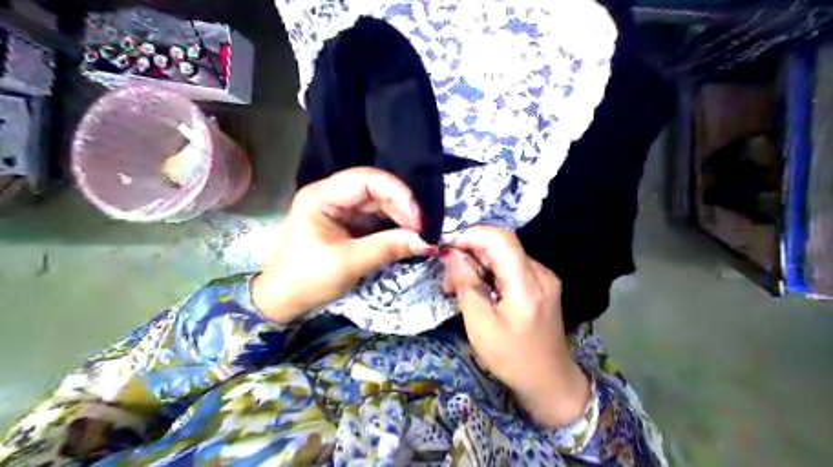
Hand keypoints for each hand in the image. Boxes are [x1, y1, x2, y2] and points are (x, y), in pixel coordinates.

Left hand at [252, 167, 435, 324]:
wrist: (285, 299)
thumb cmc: (308, 279)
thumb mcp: (349, 263)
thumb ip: (387, 248)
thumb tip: (425, 242)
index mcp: (321, 196)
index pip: (365, 179)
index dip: (396, 193)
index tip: (417, 218)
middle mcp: (331, 195)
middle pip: (374, 189)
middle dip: (401, 206)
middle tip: (421, 229)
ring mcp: (340, 208)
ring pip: (378, 202)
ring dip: (399, 216)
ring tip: (417, 233)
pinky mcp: (348, 223)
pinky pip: (375, 217)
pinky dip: (392, 225)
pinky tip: (405, 235)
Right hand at [441, 227, 591, 429]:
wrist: (550, 382)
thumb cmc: (512, 359)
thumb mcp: (480, 326)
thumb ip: (466, 285)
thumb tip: (451, 254)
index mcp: (527, 284)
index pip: (500, 239)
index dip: (470, 236)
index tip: (446, 251)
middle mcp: (540, 273)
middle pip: (501, 245)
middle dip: (470, 252)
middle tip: (448, 277)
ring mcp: (544, 278)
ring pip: (505, 255)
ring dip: (478, 263)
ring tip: (458, 287)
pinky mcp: (542, 285)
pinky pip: (511, 267)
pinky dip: (490, 272)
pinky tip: (478, 290)